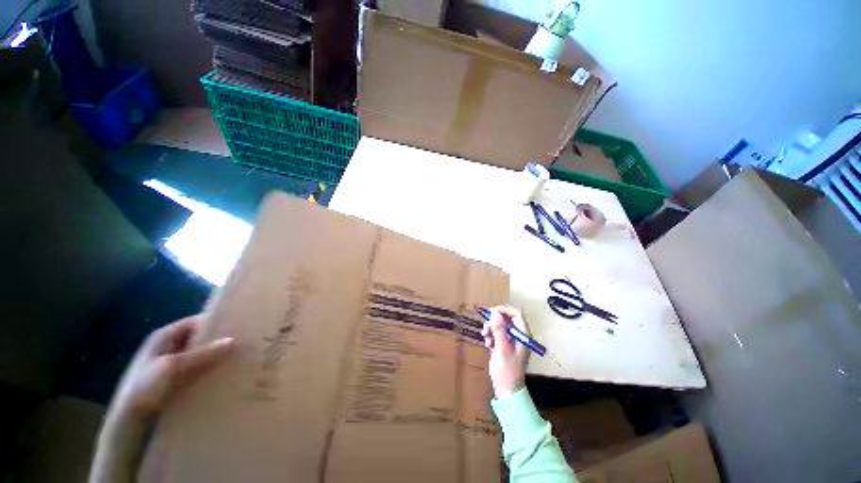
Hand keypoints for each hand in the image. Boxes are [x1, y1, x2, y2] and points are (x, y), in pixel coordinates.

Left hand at [108, 314, 233, 422]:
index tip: (239, 325)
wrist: (127, 425)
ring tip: (239, 359)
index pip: (195, 321)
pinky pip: (197, 370)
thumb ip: (202, 353)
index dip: (216, 321)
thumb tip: (233, 340)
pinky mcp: (173, 381)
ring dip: (215, 357)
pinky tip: (223, 376)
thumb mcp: (172, 367)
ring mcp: (169, 365)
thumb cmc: (144, 389)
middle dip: (219, 340)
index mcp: (163, 336)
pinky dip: (209, 370)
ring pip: (199, 355)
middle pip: (198, 338)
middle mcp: (167, 347)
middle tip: (244, 342)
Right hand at [481, 306, 529, 398]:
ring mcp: (513, 341)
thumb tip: (494, 312)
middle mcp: (519, 335)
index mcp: (523, 335)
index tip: (490, 313)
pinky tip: (488, 344)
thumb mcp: (502, 349)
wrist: (507, 392)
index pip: (516, 313)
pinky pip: (498, 333)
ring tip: (486, 338)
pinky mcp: (506, 345)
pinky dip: (491, 336)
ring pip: (501, 325)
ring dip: (491, 329)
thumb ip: (499, 329)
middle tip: (485, 329)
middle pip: (507, 318)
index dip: (503, 310)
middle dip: (495, 321)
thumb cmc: (507, 371)